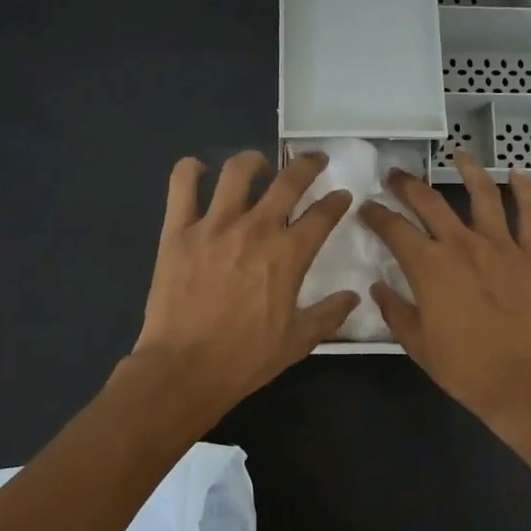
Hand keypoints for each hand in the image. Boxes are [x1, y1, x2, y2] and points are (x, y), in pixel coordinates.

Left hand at [129, 150, 357, 416]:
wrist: (185, 369)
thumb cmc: (246, 358)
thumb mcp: (298, 342)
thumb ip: (329, 314)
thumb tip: (353, 297)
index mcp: (288, 255)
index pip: (323, 214)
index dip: (337, 201)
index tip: (341, 196)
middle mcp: (255, 229)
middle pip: (289, 181)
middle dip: (308, 165)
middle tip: (315, 161)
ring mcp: (213, 226)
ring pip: (237, 171)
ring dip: (254, 161)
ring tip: (259, 166)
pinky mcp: (177, 231)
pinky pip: (182, 184)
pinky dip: (191, 170)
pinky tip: (199, 171)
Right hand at [359, 150, 530, 423]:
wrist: (527, 381)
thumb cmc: (466, 368)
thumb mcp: (417, 345)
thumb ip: (395, 311)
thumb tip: (379, 287)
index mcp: (428, 266)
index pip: (393, 228)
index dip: (375, 214)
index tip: (366, 207)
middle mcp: (461, 244)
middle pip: (429, 201)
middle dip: (407, 184)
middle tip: (395, 176)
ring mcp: (500, 246)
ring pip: (482, 195)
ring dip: (468, 170)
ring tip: (457, 155)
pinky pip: (530, 215)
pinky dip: (526, 191)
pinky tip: (518, 173)